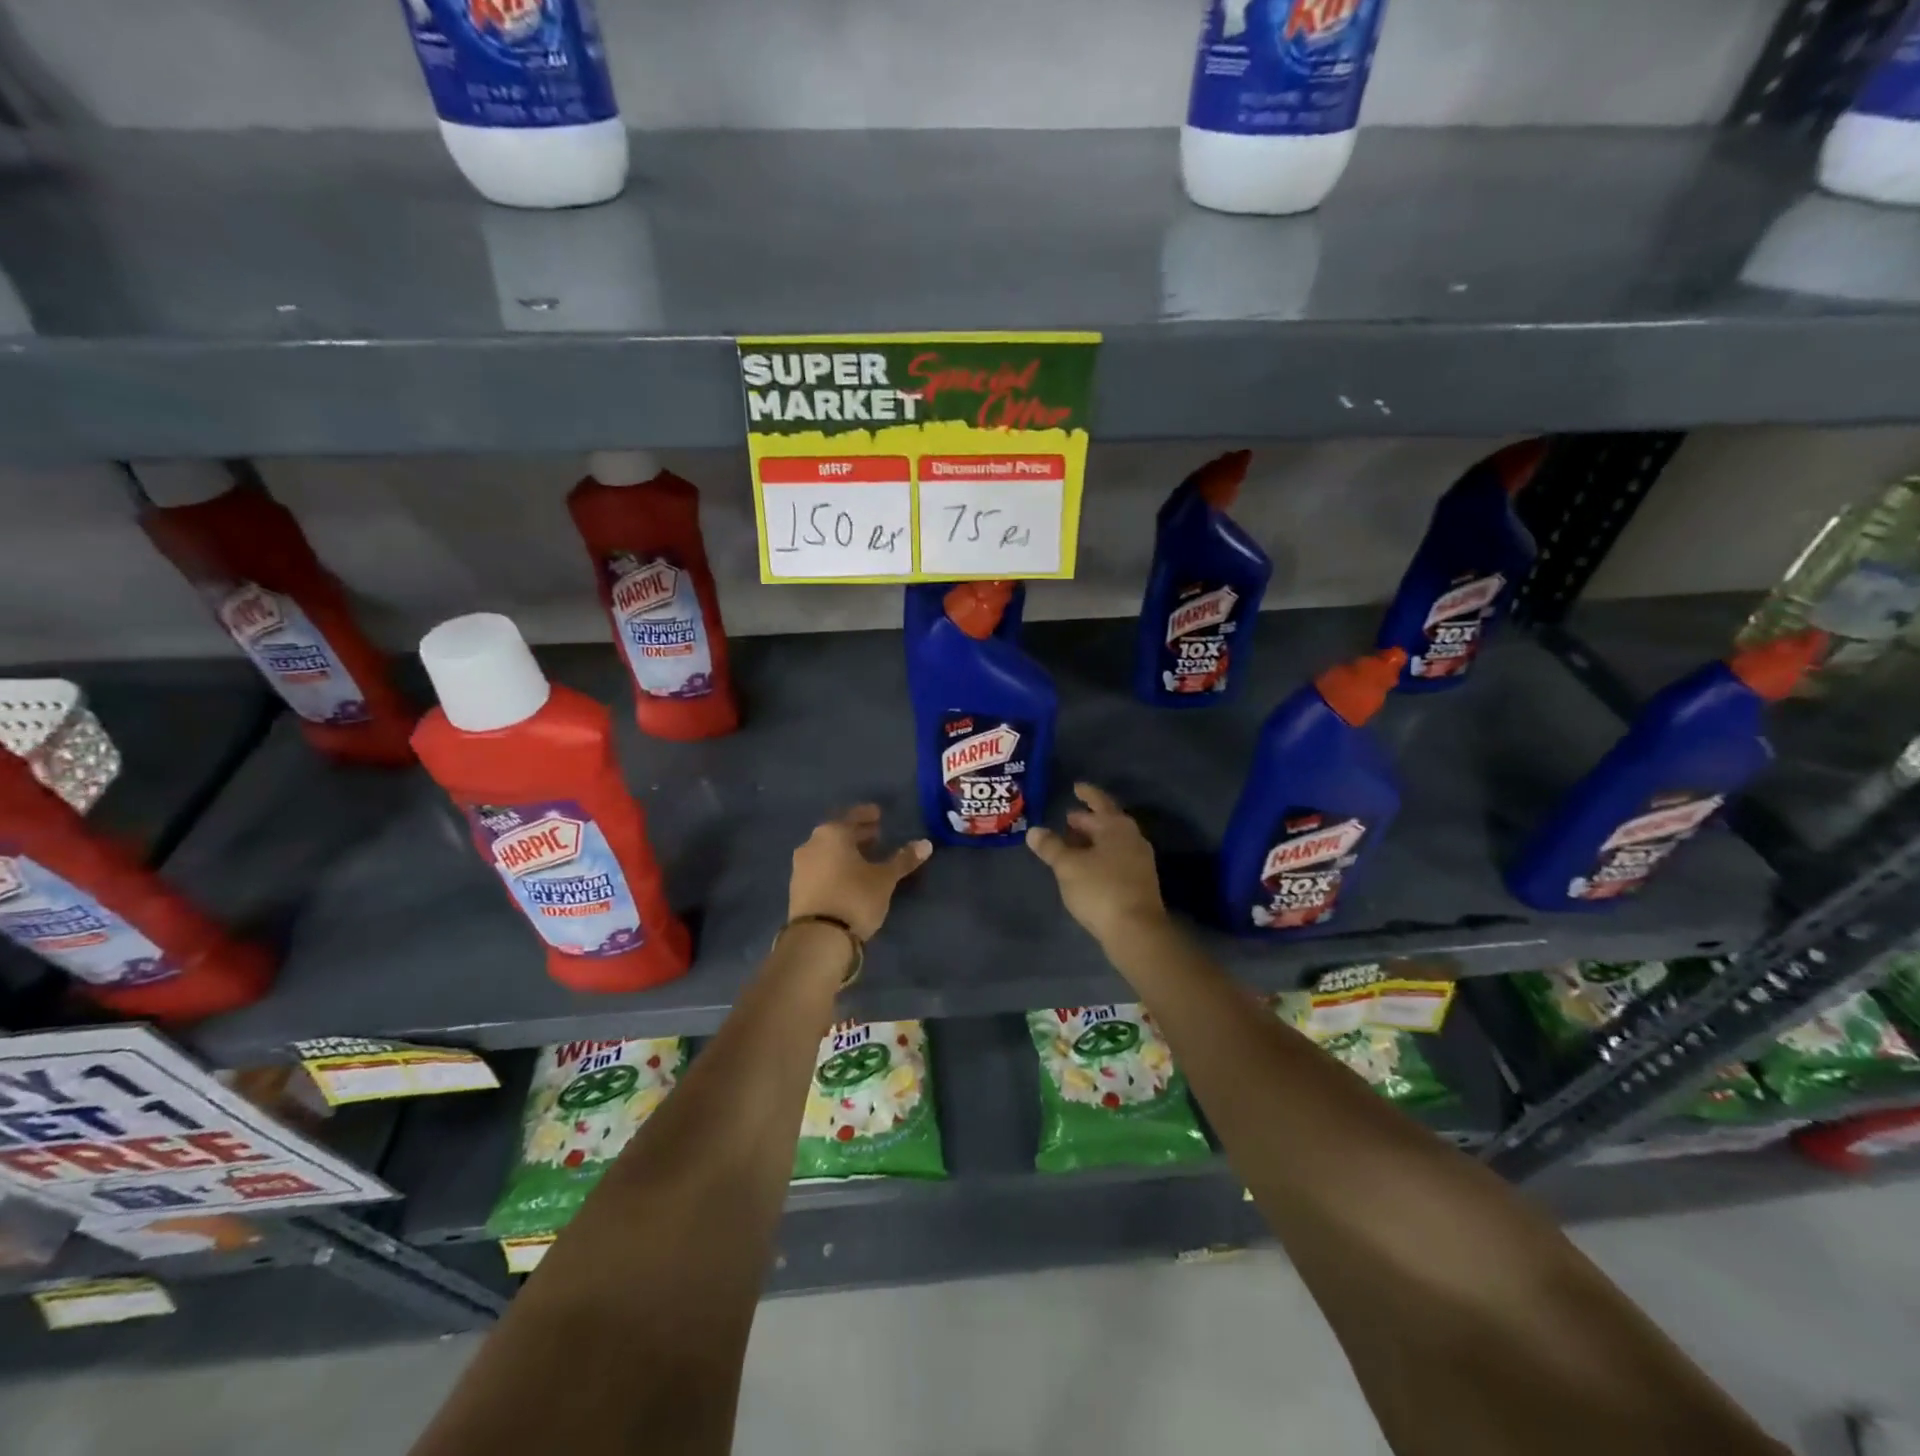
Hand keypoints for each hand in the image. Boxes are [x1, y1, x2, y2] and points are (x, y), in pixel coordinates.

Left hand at [789, 805, 931, 939]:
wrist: (818, 938)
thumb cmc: (855, 897)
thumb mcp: (885, 878)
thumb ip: (903, 859)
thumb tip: (926, 844)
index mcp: (832, 833)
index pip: (852, 816)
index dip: (867, 815)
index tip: (878, 814)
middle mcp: (812, 844)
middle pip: (838, 833)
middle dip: (857, 833)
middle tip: (876, 835)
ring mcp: (800, 867)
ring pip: (827, 850)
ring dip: (845, 851)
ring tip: (864, 858)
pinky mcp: (796, 888)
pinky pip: (819, 867)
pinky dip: (834, 866)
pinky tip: (847, 877)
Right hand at [1026, 783, 1167, 945]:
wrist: (1136, 931)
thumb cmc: (1100, 889)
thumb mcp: (1068, 866)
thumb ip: (1050, 846)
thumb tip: (1034, 831)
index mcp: (1116, 827)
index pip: (1100, 802)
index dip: (1087, 794)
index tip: (1076, 787)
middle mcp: (1132, 838)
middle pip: (1107, 822)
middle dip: (1087, 820)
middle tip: (1067, 819)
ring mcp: (1139, 860)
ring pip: (1112, 841)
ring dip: (1092, 840)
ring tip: (1072, 843)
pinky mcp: (1140, 882)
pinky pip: (1116, 858)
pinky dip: (1099, 855)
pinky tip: (1086, 867)